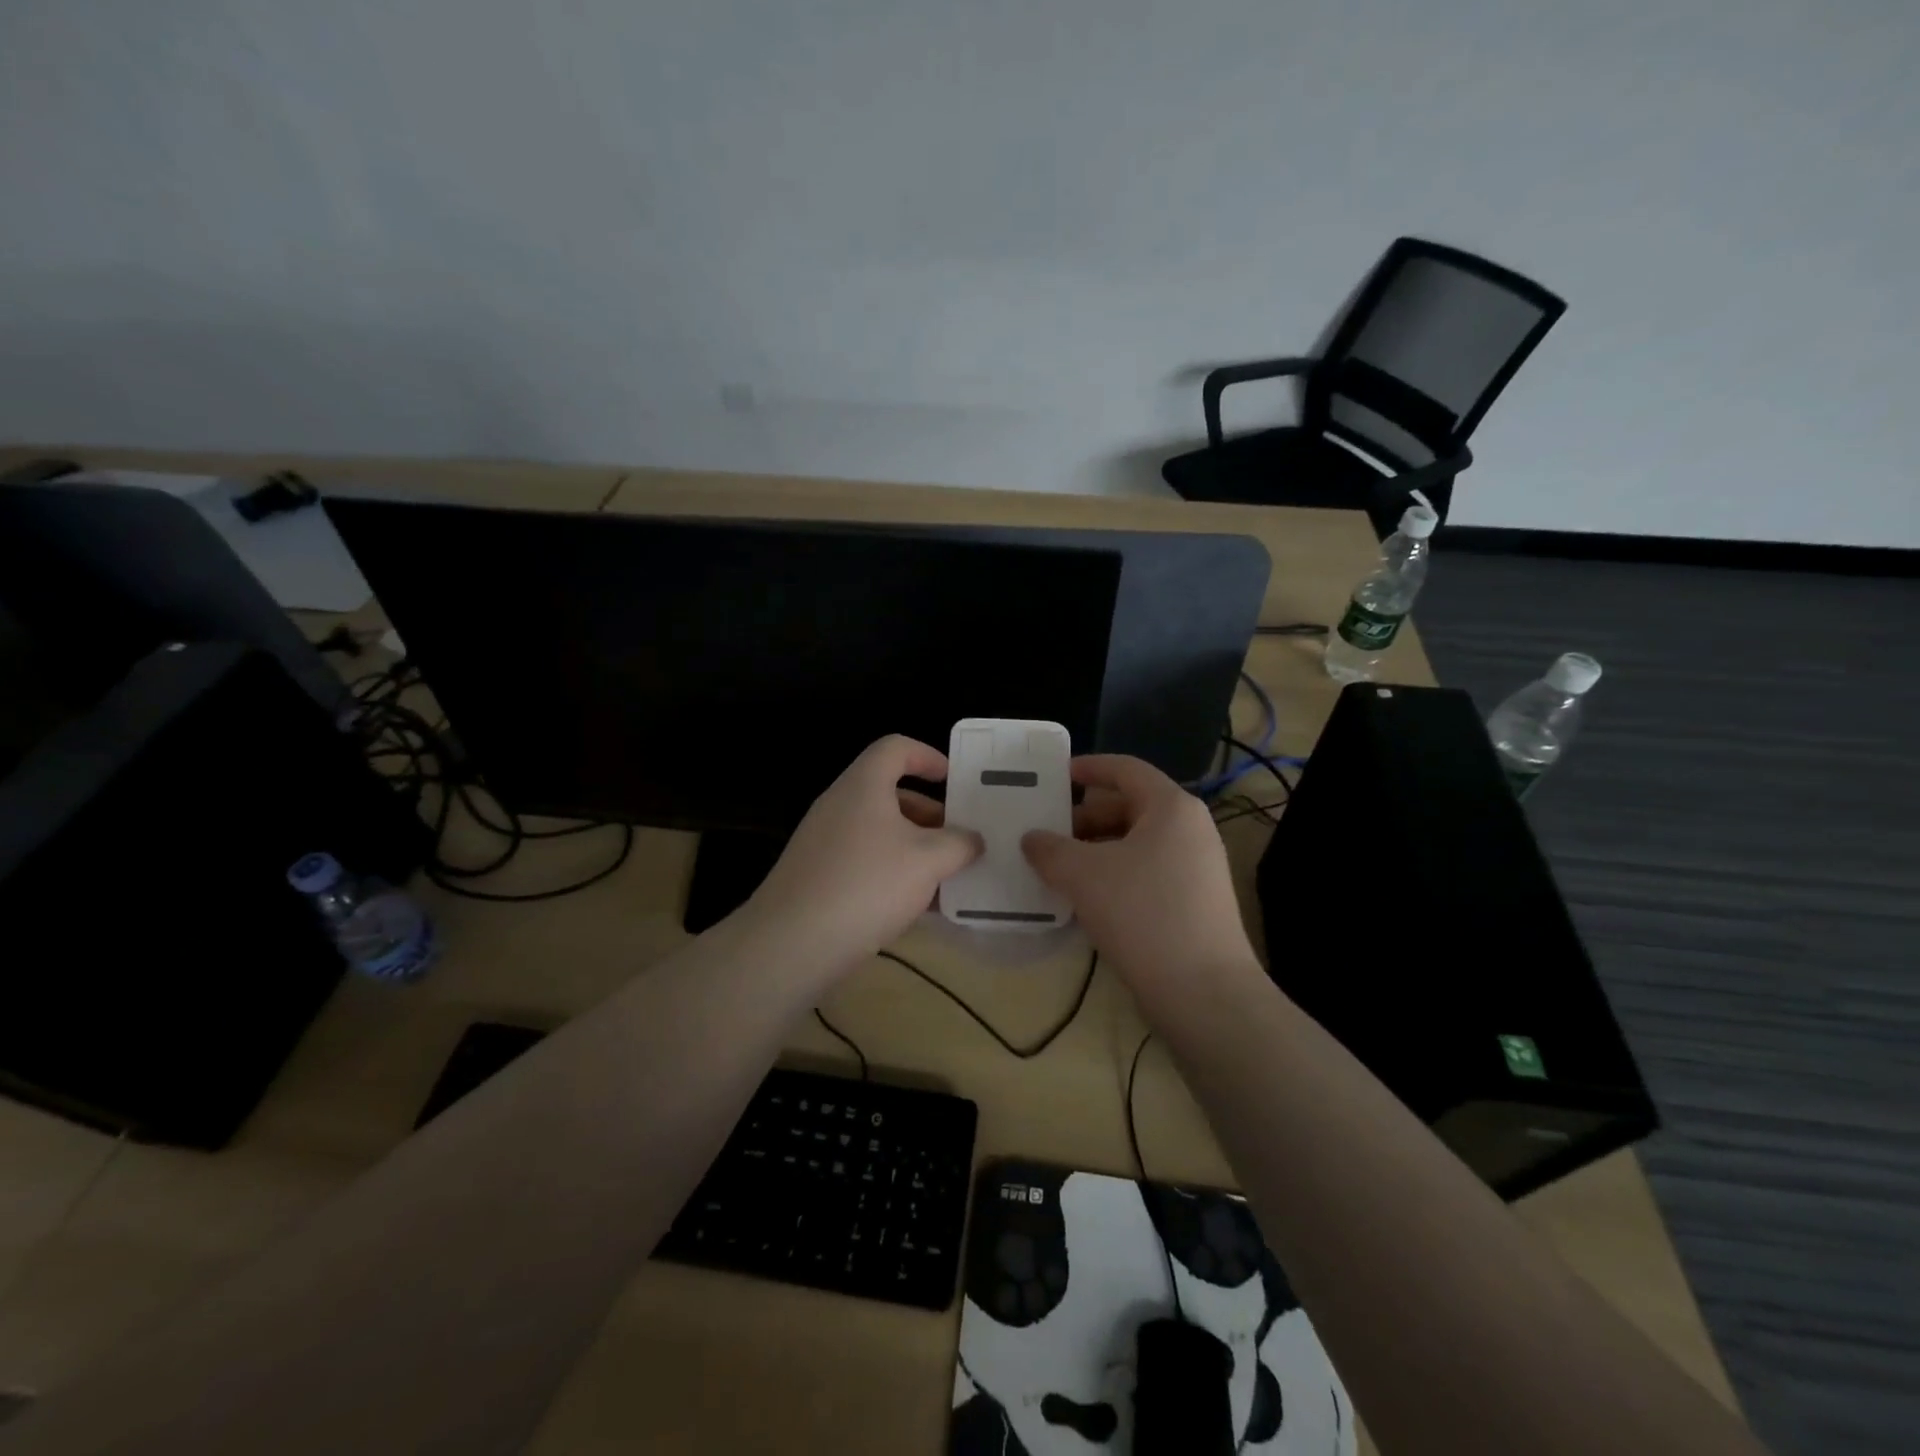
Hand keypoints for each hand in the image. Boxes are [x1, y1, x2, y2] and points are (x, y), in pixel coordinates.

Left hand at [743, 735, 981, 976]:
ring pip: (880, 832)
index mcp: (863, 786)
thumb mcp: (928, 861)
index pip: (895, 748)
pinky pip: (864, 862)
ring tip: (947, 878)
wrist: (792, 944)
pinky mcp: (818, 877)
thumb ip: (959, 844)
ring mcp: (824, 843)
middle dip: (930, 814)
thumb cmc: (867, 885)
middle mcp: (839, 806)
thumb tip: (973, 840)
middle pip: (890, 793)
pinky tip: (918, 907)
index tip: (954, 780)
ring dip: (916, 848)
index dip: (928, 756)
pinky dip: (894, 873)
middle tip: (961, 840)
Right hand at [1022, 755, 1257, 996]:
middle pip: (1129, 807)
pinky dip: (1114, 875)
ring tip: (1057, 869)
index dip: (1088, 767)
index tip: (1053, 776)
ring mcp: (1197, 867)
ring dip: (1095, 851)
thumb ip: (1050, 849)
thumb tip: (1031, 839)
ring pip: (1136, 843)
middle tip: (1046, 834)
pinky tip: (1086, 899)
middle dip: (1084, 818)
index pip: (1125, 769)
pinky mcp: (1195, 901)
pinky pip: (1146, 872)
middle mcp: (1190, 829)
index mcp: (1171, 807)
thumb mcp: (1083, 875)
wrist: (1204, 993)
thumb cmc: (1143, 914)